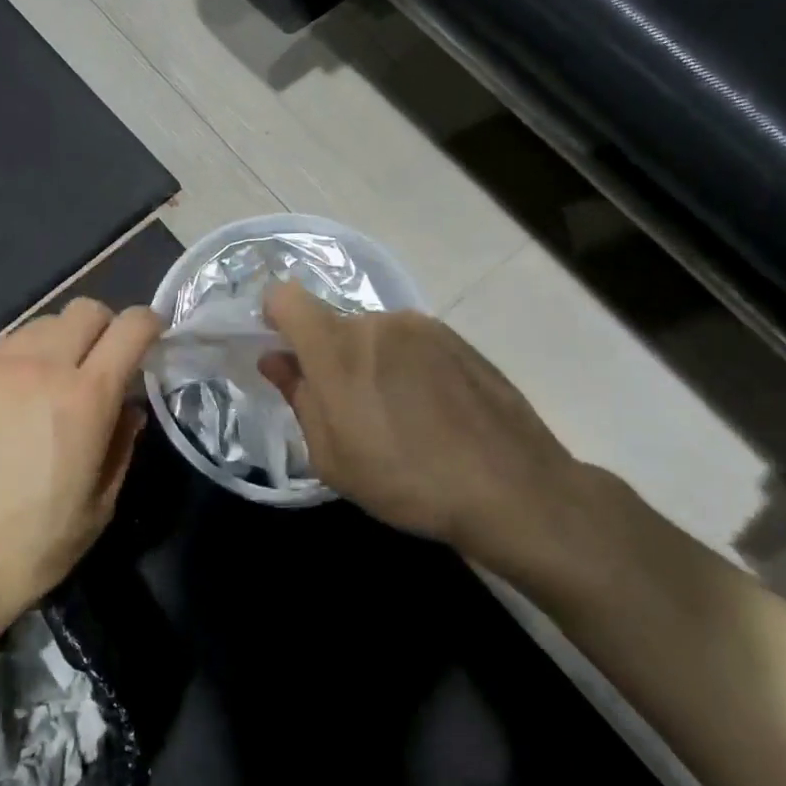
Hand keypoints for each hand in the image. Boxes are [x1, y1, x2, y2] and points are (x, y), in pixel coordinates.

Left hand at [0, 298, 160, 651]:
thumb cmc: (26, 552)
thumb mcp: (97, 509)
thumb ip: (121, 445)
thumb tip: (127, 407)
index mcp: (84, 399)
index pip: (131, 327)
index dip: (150, 326)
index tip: (152, 342)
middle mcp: (38, 367)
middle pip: (86, 310)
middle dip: (106, 329)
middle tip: (101, 367)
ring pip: (41, 323)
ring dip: (60, 342)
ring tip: (49, 384)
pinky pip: (0, 344)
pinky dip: (19, 357)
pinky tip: (8, 398)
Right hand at [260, 280, 618, 592]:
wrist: (511, 488)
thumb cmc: (406, 480)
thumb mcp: (332, 457)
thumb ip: (298, 398)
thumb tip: (276, 359)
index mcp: (338, 346)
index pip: (286, 298)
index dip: (275, 317)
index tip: (284, 354)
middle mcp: (379, 321)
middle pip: (335, 325)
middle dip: (330, 357)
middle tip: (349, 411)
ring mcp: (424, 327)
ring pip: (376, 335)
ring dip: (372, 363)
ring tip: (399, 417)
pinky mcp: (459, 339)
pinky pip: (413, 343)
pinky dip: (407, 367)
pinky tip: (433, 412)